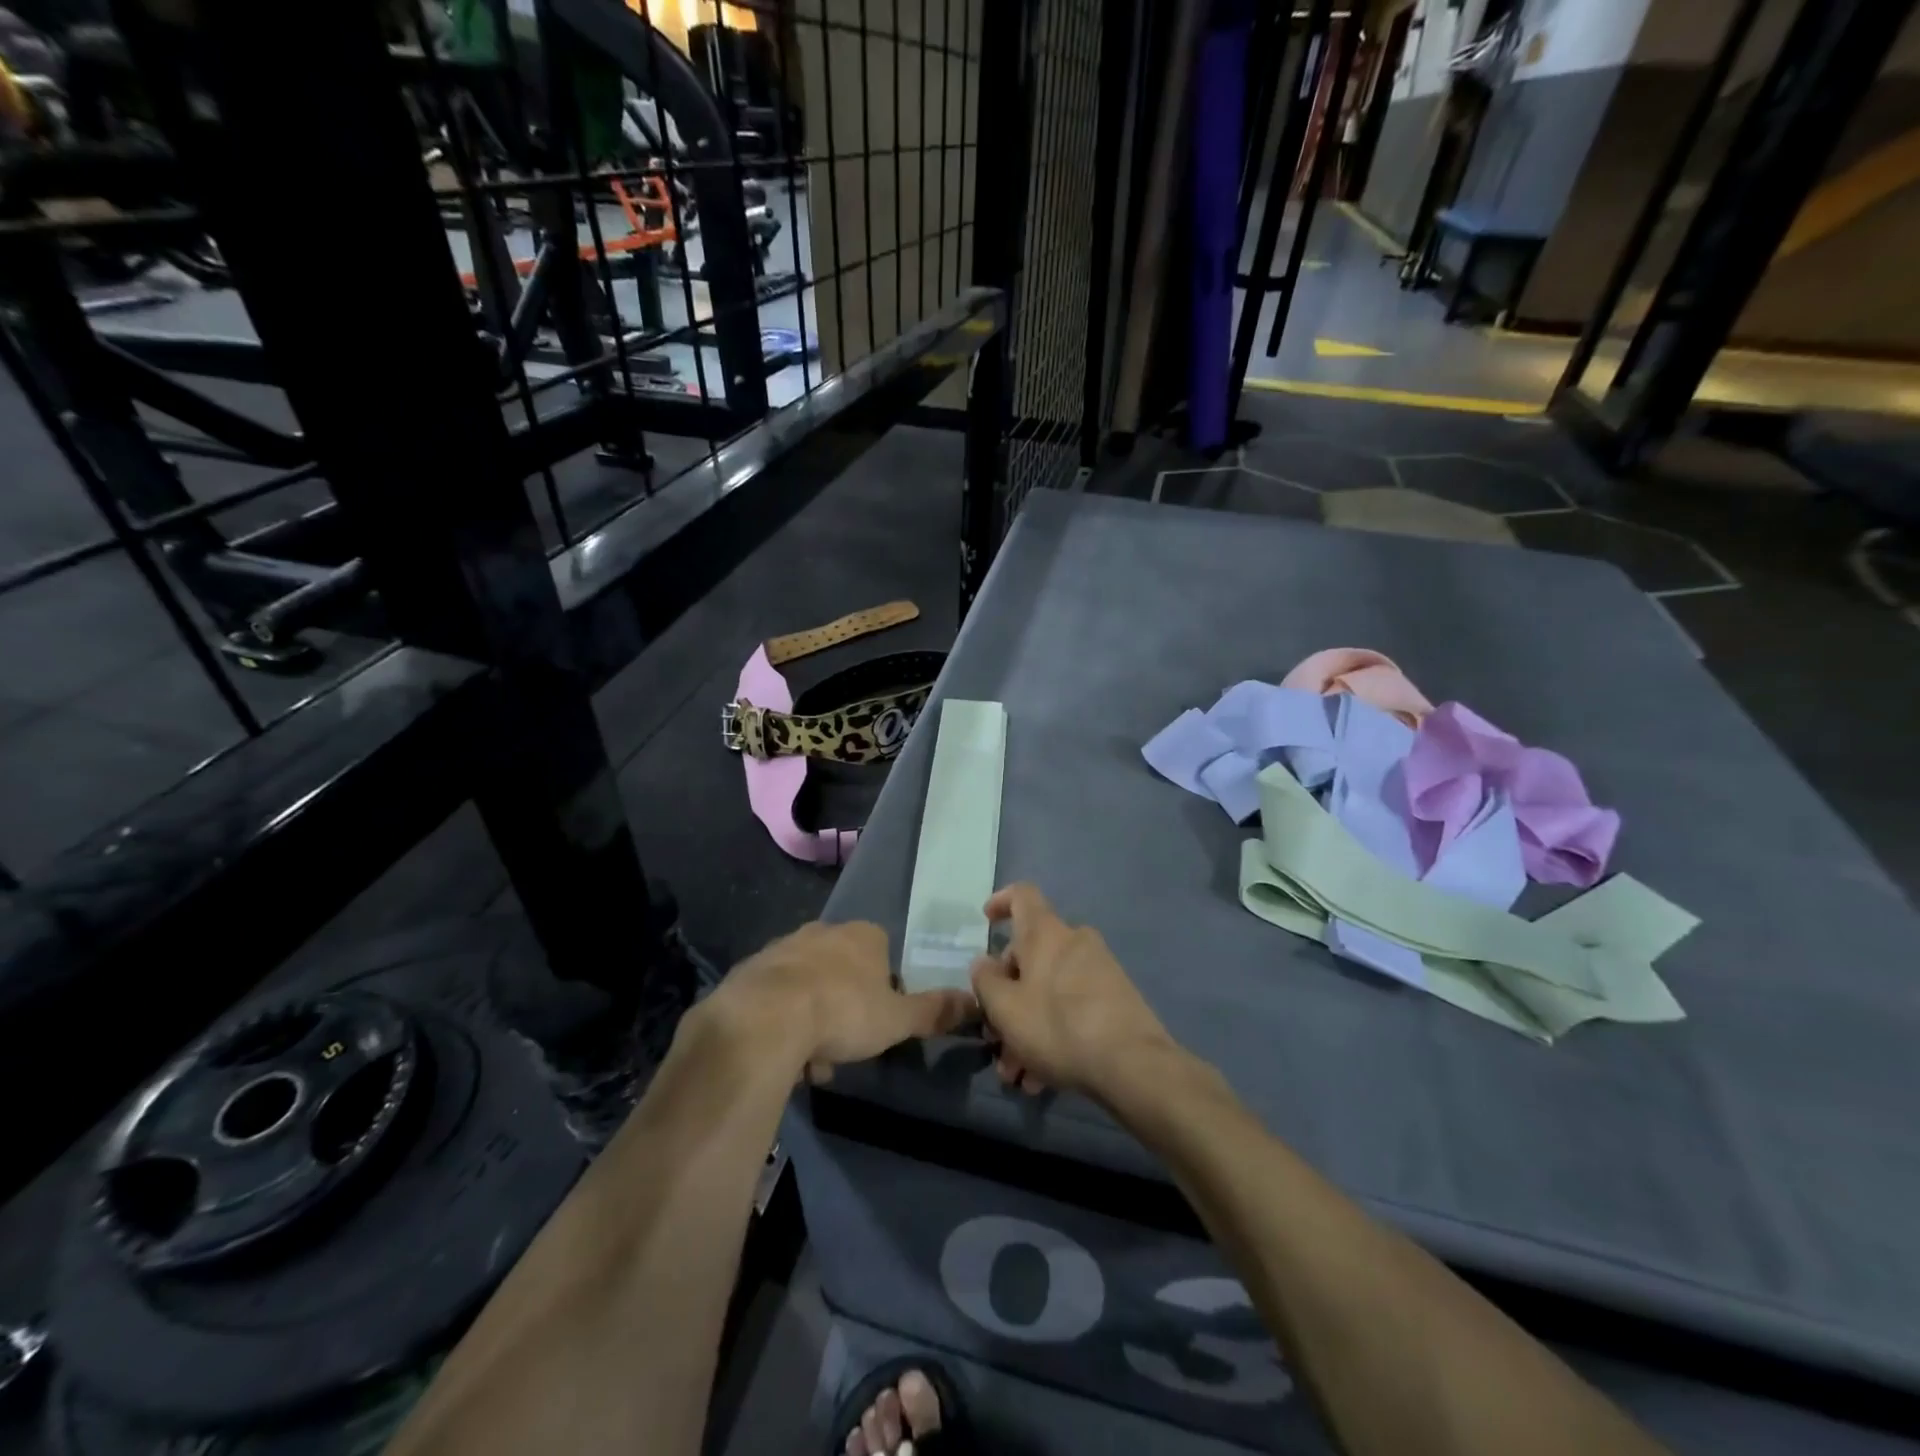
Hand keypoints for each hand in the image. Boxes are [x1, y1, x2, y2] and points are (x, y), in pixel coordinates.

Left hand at [711, 921, 975, 1082]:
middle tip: (845, 1044)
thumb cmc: (843, 1012)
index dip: (884, 987)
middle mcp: (823, 931)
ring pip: (808, 983)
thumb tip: (973, 1001)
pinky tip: (783, 1052)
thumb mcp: (897, 1019)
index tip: (878, 1020)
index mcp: (863, 935)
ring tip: (812, 1060)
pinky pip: (775, 995)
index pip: (882, 952)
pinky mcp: (751, 969)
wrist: (766, 1018)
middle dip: (845, 1005)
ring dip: (813, 1016)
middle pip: (843, 968)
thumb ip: (933, 1011)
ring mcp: (784, 947)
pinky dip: (782, 1019)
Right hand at [970, 884, 1175, 1099]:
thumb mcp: (1006, 1008)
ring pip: (1048, 991)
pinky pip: (1072, 1008)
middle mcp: (1074, 942)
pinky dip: (1053, 1035)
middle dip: (1007, 998)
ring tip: (1017, 1074)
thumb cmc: (1058, 1026)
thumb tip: (984, 962)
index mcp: (1045, 933)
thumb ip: (986, 981)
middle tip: (994, 1037)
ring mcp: (1099, 970)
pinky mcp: (1115, 999)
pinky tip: (1043, 1079)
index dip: (1001, 901)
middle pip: (1030, 956)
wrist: (1133, 1064)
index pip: (1022, 895)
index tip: (986, 921)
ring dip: (1027, 1027)